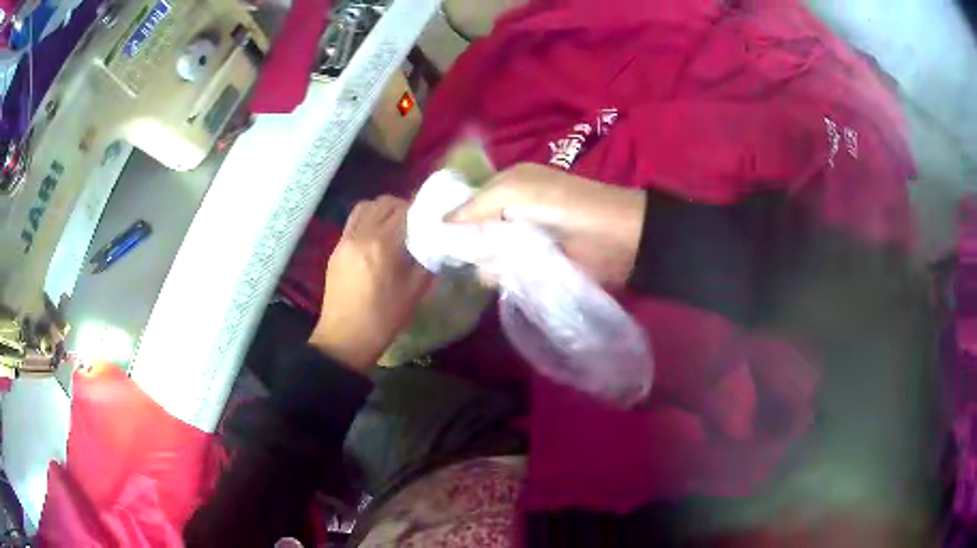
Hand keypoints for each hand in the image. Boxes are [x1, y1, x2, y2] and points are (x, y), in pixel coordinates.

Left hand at [310, 196, 431, 370]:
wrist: (345, 338)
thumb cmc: (384, 319)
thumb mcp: (415, 291)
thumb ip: (427, 260)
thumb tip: (435, 240)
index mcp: (383, 245)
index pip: (405, 210)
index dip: (422, 209)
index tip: (433, 217)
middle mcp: (361, 235)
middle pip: (385, 202)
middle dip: (403, 206)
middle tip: (416, 222)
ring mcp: (345, 239)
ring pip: (366, 206)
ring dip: (383, 209)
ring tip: (395, 225)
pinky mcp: (336, 248)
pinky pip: (354, 220)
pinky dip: (368, 218)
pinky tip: (377, 237)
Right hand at [446, 163, 646, 284]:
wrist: (619, 238)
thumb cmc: (567, 206)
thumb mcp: (518, 191)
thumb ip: (478, 204)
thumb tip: (441, 222)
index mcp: (506, 185)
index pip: (466, 200)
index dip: (449, 217)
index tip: (430, 237)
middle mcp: (510, 210)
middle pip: (472, 230)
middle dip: (464, 243)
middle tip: (458, 257)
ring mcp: (522, 239)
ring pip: (486, 253)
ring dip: (483, 262)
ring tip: (488, 267)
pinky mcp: (534, 265)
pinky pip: (505, 271)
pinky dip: (499, 276)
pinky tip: (499, 279)